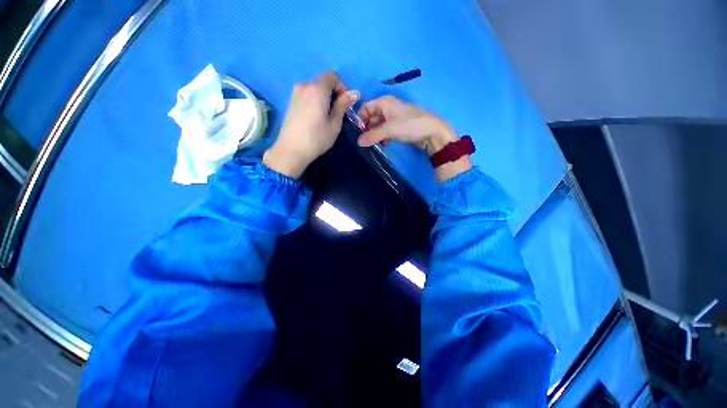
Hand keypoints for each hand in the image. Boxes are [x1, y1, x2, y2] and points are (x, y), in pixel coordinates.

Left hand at [263, 71, 359, 177]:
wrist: (291, 150)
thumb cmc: (317, 138)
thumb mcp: (335, 123)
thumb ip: (343, 105)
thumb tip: (354, 93)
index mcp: (317, 89)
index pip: (332, 76)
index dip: (342, 87)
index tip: (345, 104)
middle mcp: (304, 86)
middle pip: (323, 82)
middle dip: (334, 94)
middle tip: (338, 113)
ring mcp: (295, 94)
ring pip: (315, 90)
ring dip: (325, 99)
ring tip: (327, 117)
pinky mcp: (291, 102)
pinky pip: (307, 96)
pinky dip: (315, 102)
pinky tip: (316, 119)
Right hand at [357, 96, 471, 181]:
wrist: (432, 132)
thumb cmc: (410, 125)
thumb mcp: (389, 130)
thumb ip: (372, 136)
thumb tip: (358, 142)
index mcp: (384, 102)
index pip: (365, 107)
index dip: (360, 119)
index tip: (358, 132)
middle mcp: (388, 107)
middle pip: (371, 117)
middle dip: (368, 128)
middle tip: (366, 141)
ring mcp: (394, 117)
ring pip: (379, 125)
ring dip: (375, 134)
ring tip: (375, 144)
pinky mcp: (400, 127)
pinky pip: (387, 130)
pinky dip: (383, 137)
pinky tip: (384, 144)